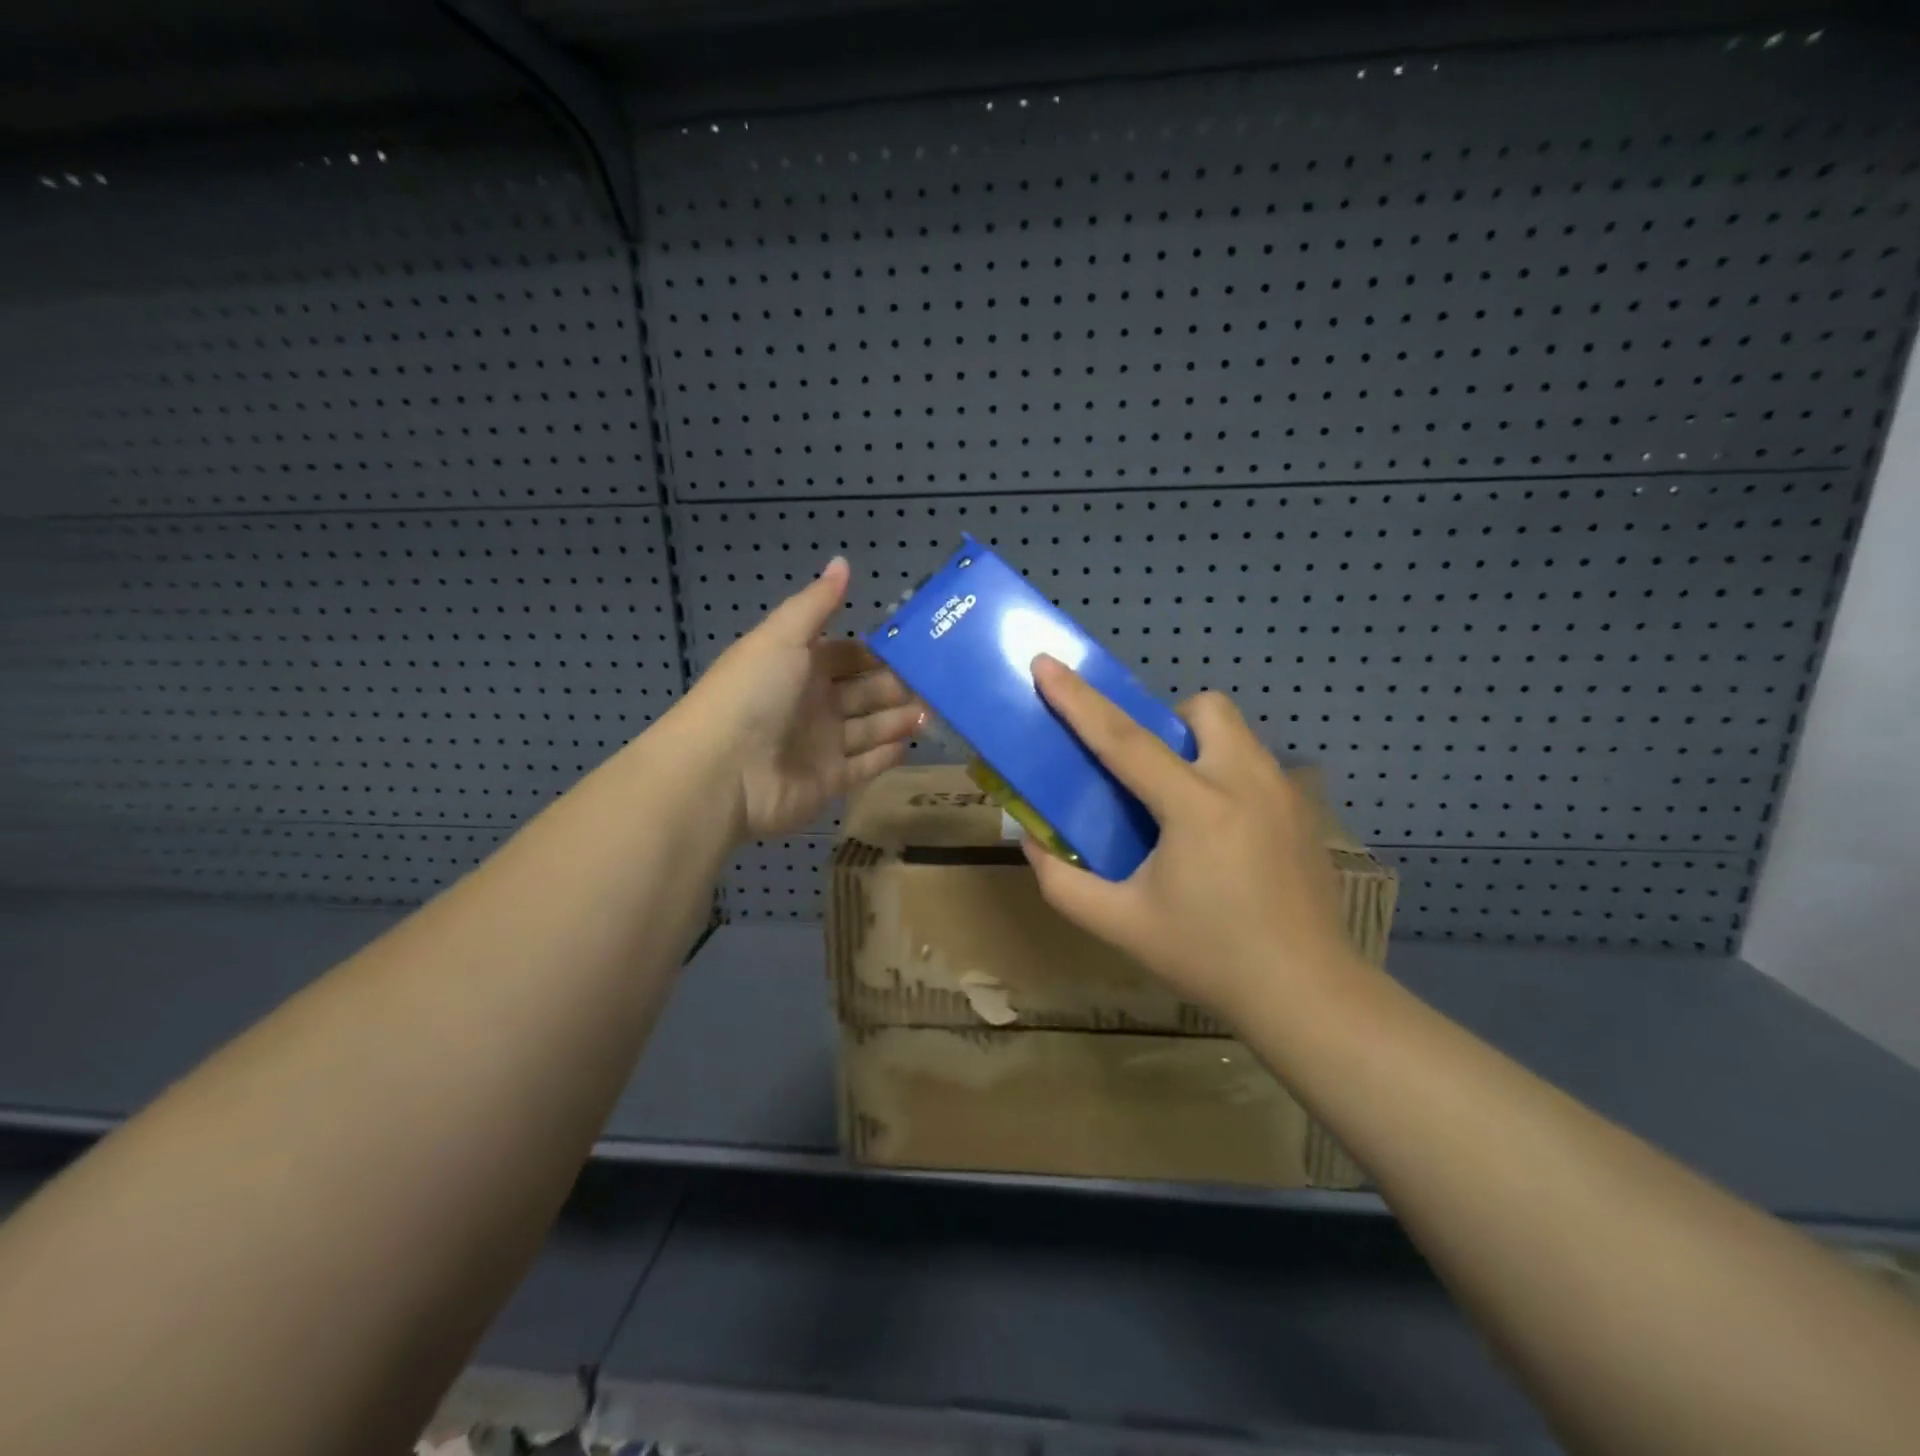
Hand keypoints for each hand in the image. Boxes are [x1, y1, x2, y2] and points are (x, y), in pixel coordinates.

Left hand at [680, 557, 922, 840]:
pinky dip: (887, 756)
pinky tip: (911, 743)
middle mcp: (812, 704)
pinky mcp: (829, 782)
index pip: (849, 656)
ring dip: (900, 719)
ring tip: (934, 711)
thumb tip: (843, 561)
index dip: (879, 653)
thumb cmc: (753, 694)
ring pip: (870, 728)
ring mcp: (821, 745)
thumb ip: (817, 604)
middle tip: (939, 682)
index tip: (918, 647)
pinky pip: (865, 766)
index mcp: (800, 667)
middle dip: (898, 686)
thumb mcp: (783, 637)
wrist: (722, 771)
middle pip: (864, 692)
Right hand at [1020, 654, 1368, 1025]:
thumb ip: (1062, 882)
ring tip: (1181, 805)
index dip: (1078, 699)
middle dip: (1168, 721)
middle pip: (1205, 709)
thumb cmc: (1208, 957)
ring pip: (1237, 734)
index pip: (1124, 739)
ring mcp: (1285, 794)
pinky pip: (1257, 766)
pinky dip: (1228, 777)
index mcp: (1196, 808)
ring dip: (1199, 748)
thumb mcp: (1120, 925)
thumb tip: (1032, 840)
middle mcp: (1246, 782)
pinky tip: (1222, 837)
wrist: (1307, 995)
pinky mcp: (1305, 812)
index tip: (1046, 663)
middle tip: (1148, 772)